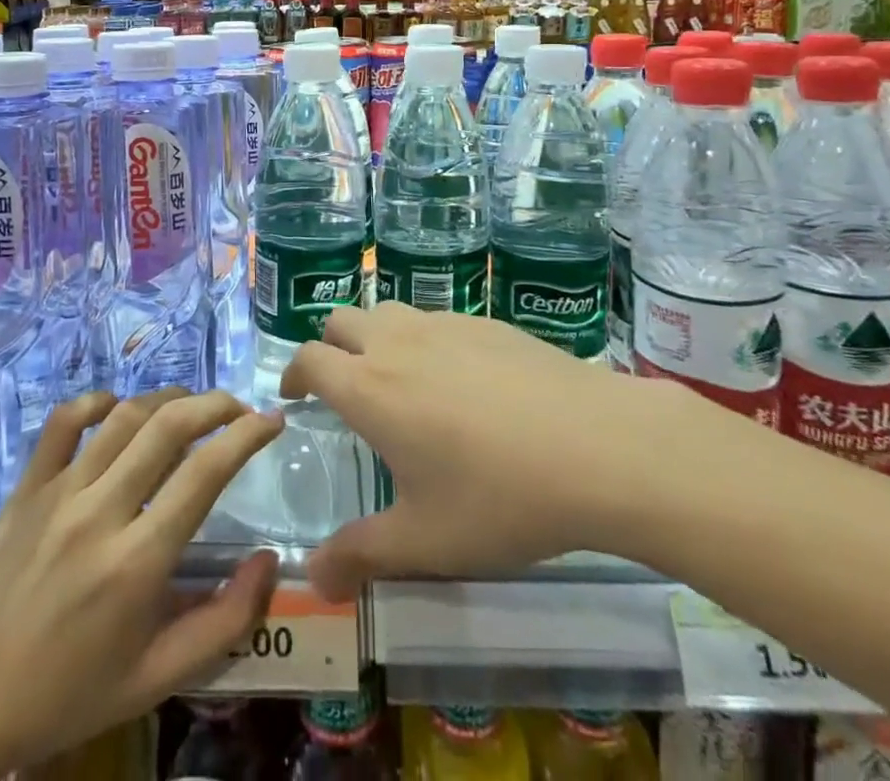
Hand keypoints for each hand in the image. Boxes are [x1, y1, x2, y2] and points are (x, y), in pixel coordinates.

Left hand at [0, 390, 284, 780]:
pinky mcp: (24, 488)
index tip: (273, 420)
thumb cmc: (65, 697)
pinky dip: (95, 402)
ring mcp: (57, 493)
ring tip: (193, 406)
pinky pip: (61, 423)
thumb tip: (269, 560)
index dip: (247, 435)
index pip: (205, 472)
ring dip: (167, 398)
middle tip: (241, 407)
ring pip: (123, 416)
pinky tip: (118, 407)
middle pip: (169, 427)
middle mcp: (99, 512)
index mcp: (135, 563)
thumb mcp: (154, 680)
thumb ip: (224, 624)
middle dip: (217, 404)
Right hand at [282, 304, 677, 598]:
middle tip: (342, 384)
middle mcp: (398, 342)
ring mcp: (445, 324)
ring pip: (390, 312)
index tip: (294, 393)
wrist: (596, 445)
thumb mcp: (426, 541)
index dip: (293, 373)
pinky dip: (425, 338)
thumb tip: (314, 577)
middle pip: (342, 320)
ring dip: (376, 336)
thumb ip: (362, 555)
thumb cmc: (499, 497)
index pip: (309, 358)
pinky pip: (437, 319)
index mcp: (369, 388)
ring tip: (398, 378)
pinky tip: (461, 380)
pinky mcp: (487, 321)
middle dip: (330, 346)